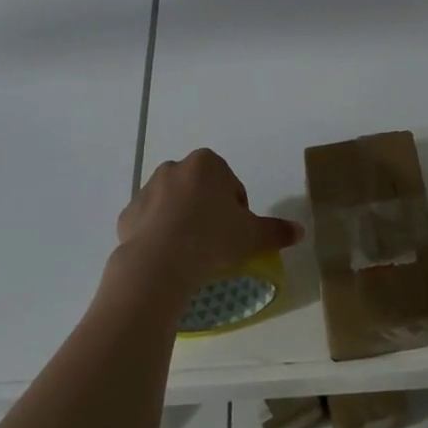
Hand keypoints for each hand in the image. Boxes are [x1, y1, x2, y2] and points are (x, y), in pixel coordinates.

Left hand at [116, 149, 302, 290]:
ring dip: (182, 221)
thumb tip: (299, 231)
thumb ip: (276, 231)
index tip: (235, 234)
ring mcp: (147, 189)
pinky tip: (168, 258)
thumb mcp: (252, 236)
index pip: (231, 185)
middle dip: (208, 211)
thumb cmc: (212, 239)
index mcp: (207, 164)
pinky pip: (150, 222)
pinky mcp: (128, 213)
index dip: (237, 210)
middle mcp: (175, 168)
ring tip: (191, 253)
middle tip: (216, 243)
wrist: (159, 262)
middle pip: (200, 190)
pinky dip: (159, 235)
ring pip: (173, 204)